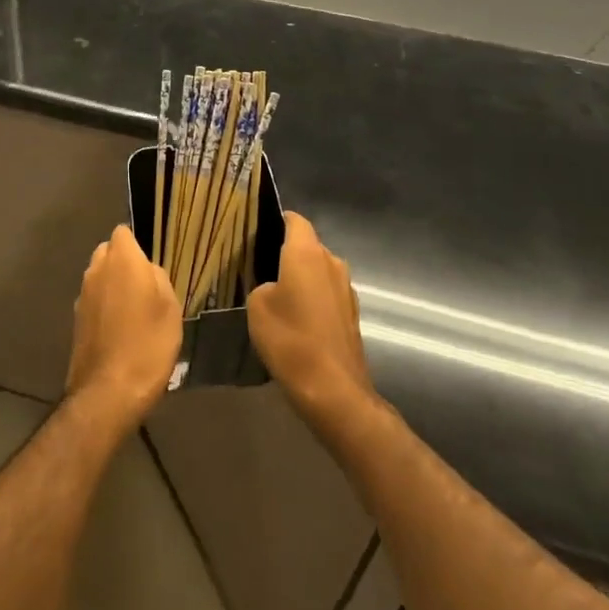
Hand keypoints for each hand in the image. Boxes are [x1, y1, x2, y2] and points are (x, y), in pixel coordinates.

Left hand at [65, 226, 181, 430]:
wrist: (108, 391)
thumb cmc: (148, 344)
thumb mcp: (170, 308)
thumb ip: (158, 279)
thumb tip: (147, 272)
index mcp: (122, 260)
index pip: (123, 232)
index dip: (136, 244)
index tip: (150, 263)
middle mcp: (96, 270)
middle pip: (108, 252)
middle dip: (123, 263)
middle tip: (145, 288)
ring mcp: (82, 294)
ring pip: (99, 277)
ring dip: (112, 286)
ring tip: (134, 312)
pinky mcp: (75, 319)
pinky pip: (93, 300)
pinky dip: (104, 307)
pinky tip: (120, 330)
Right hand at [248, 213, 377, 433]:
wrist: (332, 389)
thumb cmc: (290, 339)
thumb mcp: (257, 305)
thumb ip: (263, 283)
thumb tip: (274, 286)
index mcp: (307, 252)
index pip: (295, 220)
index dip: (277, 220)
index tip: (258, 230)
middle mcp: (332, 262)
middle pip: (308, 246)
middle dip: (287, 253)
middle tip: (260, 267)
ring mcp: (346, 289)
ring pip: (319, 271)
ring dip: (302, 279)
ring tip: (278, 296)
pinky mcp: (352, 314)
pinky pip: (327, 294)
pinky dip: (313, 300)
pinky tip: (297, 320)